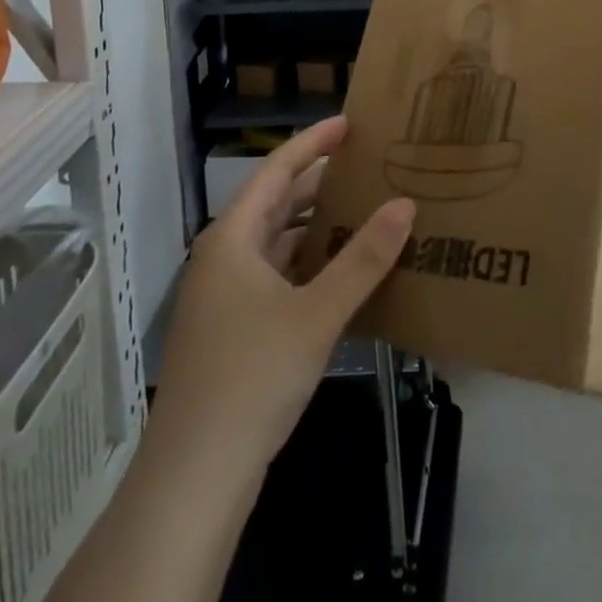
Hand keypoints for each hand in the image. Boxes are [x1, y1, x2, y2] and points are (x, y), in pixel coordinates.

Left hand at [149, 117, 415, 472]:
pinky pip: (276, 276)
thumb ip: (364, 258)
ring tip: (364, 210)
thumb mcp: (317, 313)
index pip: (276, 171)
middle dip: (319, 183)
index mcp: (232, 239)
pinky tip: (341, 272)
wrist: (195, 477)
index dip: (313, 143)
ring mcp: (224, 297)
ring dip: (316, 226)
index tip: (349, 124)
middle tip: (367, 166)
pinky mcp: (232, 329)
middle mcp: (223, 258)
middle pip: (275, 204)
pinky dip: (308, 263)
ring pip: (276, 243)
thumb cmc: (252, 378)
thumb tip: (406, 203)